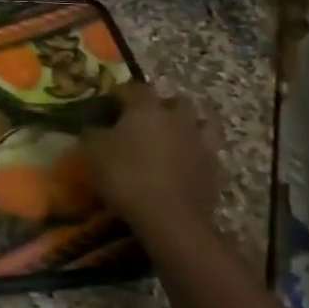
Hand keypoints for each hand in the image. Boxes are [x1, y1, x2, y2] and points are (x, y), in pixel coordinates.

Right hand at [79, 81, 220, 237]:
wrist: (170, 220)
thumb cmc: (126, 177)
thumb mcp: (93, 152)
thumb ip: (92, 132)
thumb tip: (93, 126)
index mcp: (147, 108)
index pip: (136, 87)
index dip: (123, 94)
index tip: (111, 104)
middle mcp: (177, 118)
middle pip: (175, 102)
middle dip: (162, 107)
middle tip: (145, 122)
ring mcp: (201, 143)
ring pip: (200, 124)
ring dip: (187, 128)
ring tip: (171, 141)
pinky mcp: (215, 171)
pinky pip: (206, 153)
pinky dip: (196, 156)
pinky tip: (183, 167)